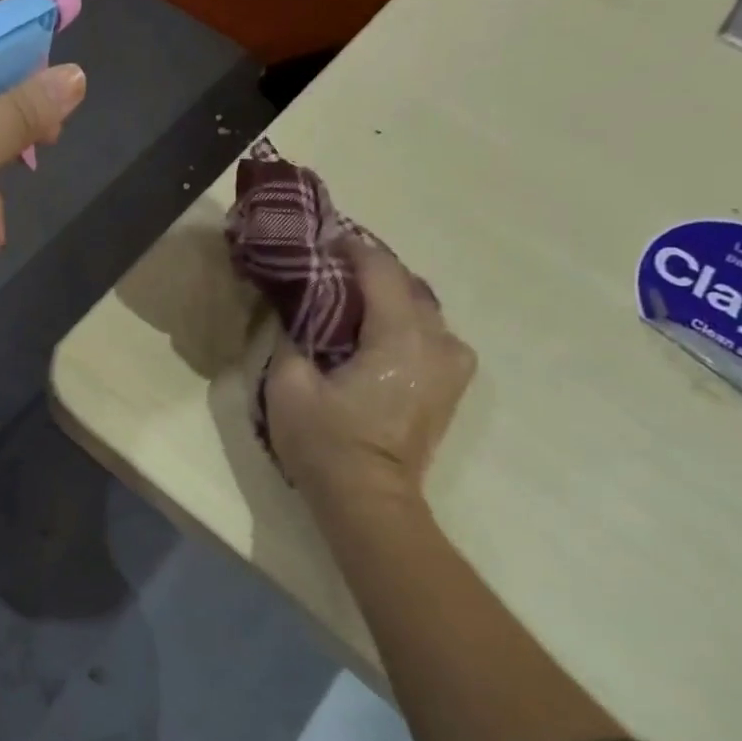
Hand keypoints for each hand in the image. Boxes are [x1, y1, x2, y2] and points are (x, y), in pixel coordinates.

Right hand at [265, 241, 476, 513]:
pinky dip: (403, 321)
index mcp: (401, 336)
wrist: (368, 499)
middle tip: (332, 267)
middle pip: (408, 284)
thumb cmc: (326, 442)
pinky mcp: (450, 385)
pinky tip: (374, 329)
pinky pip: (430, 334)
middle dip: (371, 270)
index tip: (324, 241)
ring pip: (423, 309)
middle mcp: (439, 342)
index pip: (381, 271)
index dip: (351, 249)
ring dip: (389, 296)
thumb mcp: (288, 385)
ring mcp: (453, 365)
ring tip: (351, 297)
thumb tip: (296, 313)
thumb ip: (292, 337)